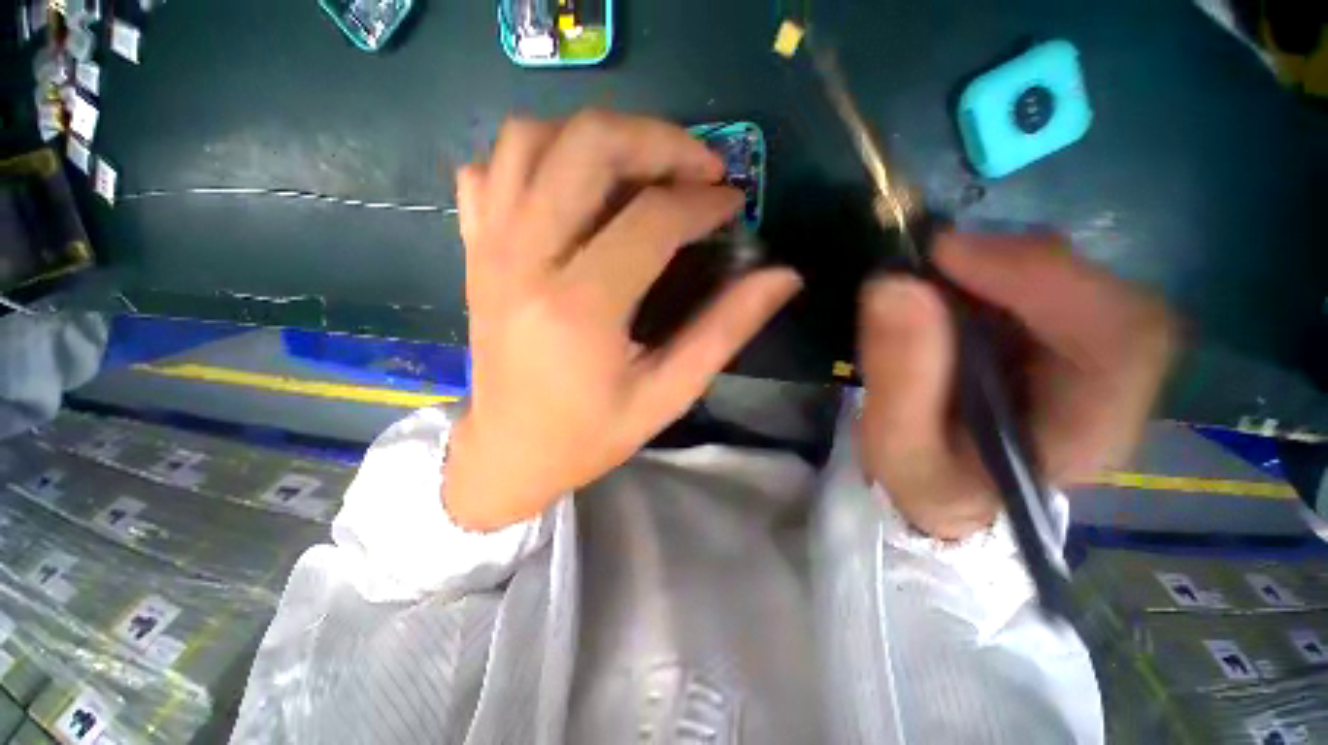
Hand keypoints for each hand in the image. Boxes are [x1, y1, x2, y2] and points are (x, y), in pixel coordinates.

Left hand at [445, 111, 801, 530]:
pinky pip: (492, 170)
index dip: (703, 202)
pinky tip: (570, 188)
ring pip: (530, 139)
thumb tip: (782, 278)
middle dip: (656, 140)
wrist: (510, 451)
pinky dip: (535, 158)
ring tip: (640, 168)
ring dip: (596, 137)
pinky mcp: (475, 251)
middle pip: (586, 147)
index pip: (652, 218)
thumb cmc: (589, 435)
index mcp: (579, 307)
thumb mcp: (667, 394)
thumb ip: (723, 331)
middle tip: (696, 168)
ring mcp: (489, 248)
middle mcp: (524, 260)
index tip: (733, 205)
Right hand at [857, 233, 1174, 539]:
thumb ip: (898, 378)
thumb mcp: (898, 447)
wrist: (947, 492)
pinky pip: (1044, 285)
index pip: (1123, 337)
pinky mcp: (1060, 341)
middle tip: (932, 257)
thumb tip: (892, 287)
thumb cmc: (926, 480)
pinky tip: (950, 284)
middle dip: (1016, 264)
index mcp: (1090, 433)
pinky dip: (993, 272)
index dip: (1046, 278)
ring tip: (932, 273)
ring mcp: (1091, 358)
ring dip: (999, 265)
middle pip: (1105, 296)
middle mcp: (1113, 389)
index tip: (948, 256)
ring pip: (1075, 282)